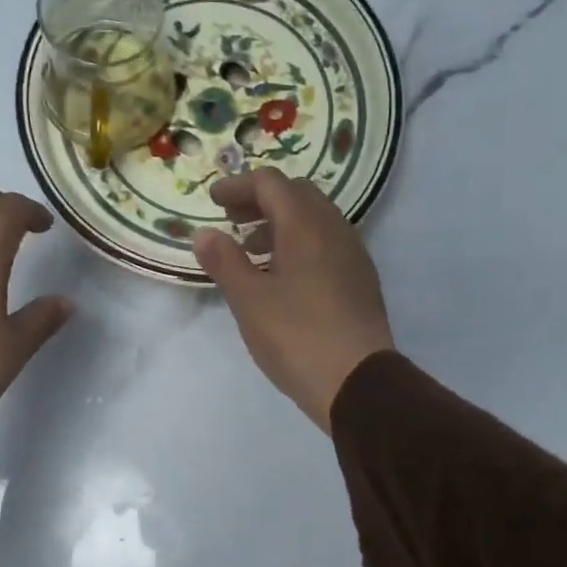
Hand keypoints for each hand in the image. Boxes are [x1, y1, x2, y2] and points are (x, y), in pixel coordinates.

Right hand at [192, 168, 394, 430]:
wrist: (358, 382)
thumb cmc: (297, 337)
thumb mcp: (249, 300)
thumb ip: (225, 262)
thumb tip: (205, 234)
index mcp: (305, 226)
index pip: (270, 183)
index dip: (238, 186)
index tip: (213, 201)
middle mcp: (335, 229)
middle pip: (297, 195)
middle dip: (261, 201)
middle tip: (233, 222)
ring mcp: (353, 254)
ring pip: (315, 220)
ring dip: (281, 224)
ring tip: (252, 253)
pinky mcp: (361, 280)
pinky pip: (327, 244)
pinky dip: (300, 244)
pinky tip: (283, 278)